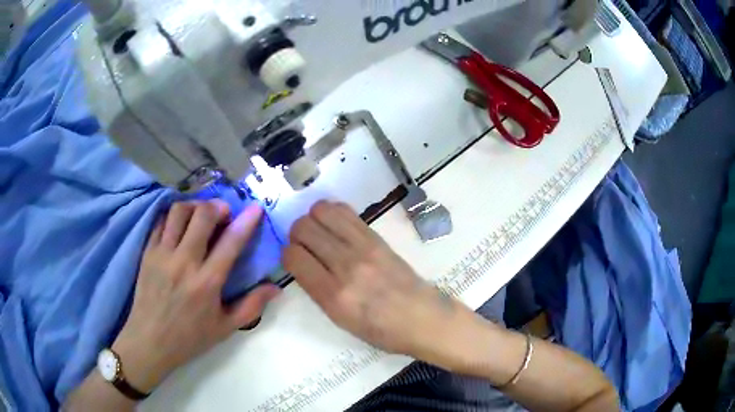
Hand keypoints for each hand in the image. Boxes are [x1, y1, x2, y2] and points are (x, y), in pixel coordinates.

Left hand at [112, 201, 279, 392]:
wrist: (150, 341)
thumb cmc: (190, 338)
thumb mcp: (225, 328)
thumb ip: (252, 306)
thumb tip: (276, 287)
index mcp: (207, 282)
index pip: (230, 243)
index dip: (246, 221)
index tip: (256, 209)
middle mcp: (184, 262)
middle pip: (202, 215)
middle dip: (218, 206)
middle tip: (224, 213)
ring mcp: (162, 254)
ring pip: (178, 211)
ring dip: (194, 206)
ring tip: (201, 215)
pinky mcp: (147, 252)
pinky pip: (161, 221)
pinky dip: (173, 216)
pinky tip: (180, 225)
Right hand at [283, 201, 464, 358]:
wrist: (423, 318)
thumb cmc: (381, 330)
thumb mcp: (341, 321)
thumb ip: (317, 291)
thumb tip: (302, 262)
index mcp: (333, 297)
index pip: (293, 257)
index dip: (287, 254)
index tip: (294, 259)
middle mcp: (346, 267)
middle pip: (304, 229)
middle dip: (296, 234)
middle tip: (304, 244)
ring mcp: (364, 248)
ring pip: (322, 212)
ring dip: (312, 218)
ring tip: (318, 231)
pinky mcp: (377, 237)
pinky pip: (345, 211)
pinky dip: (332, 213)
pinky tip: (335, 226)